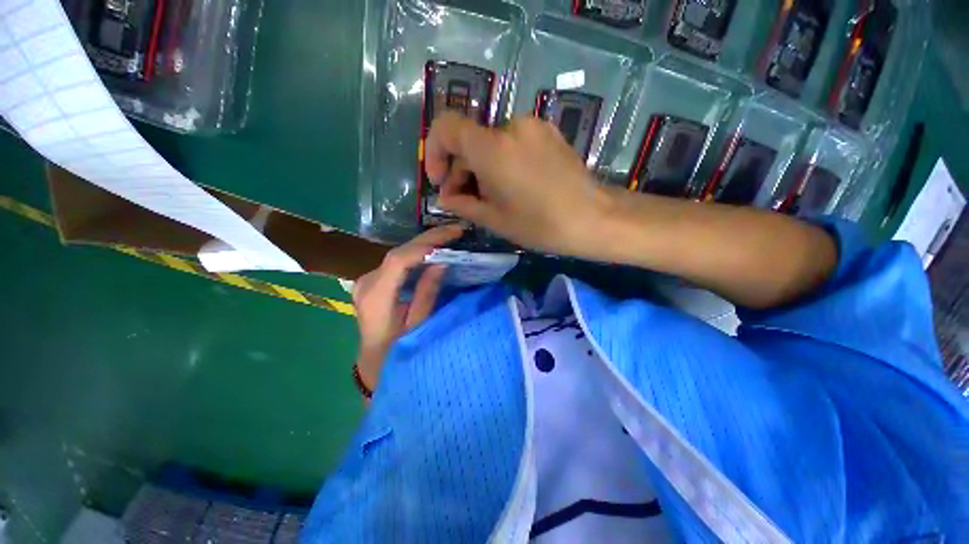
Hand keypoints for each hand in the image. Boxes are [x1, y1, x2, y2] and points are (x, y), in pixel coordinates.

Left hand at [352, 224, 463, 390]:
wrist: (374, 360)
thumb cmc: (398, 348)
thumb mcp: (418, 324)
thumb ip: (427, 292)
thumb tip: (441, 262)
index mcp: (376, 297)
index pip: (398, 261)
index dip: (424, 246)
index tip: (449, 238)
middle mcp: (367, 282)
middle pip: (398, 252)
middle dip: (428, 239)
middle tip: (455, 230)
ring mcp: (367, 279)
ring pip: (398, 254)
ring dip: (424, 244)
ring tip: (448, 236)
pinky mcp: (373, 280)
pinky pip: (397, 261)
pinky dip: (416, 253)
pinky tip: (433, 249)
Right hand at [424, 112, 613, 255]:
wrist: (595, 218)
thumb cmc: (541, 225)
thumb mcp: (495, 220)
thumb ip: (463, 204)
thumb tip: (445, 197)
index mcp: (492, 148)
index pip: (446, 126)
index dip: (435, 151)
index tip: (440, 180)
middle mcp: (511, 127)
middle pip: (470, 140)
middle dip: (460, 169)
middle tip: (464, 200)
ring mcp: (533, 127)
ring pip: (491, 143)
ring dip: (481, 168)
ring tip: (490, 198)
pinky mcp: (548, 133)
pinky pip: (512, 143)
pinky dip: (502, 161)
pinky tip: (512, 187)